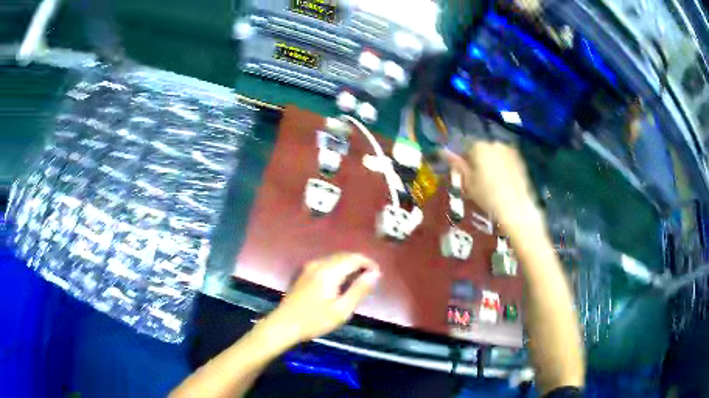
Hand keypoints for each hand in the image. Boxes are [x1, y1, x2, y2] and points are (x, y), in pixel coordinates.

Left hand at [262, 253, 379, 344]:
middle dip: (360, 263)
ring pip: (336, 258)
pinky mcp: (305, 272)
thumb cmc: (314, 320)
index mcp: (329, 271)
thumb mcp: (341, 310)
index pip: (354, 258)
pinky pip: (327, 263)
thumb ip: (359, 290)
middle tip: (371, 278)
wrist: (284, 324)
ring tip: (360, 280)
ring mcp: (310, 267)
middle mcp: (319, 264)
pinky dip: (339, 267)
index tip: (378, 275)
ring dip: (350, 264)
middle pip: (345, 255)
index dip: (369, 264)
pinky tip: (342, 281)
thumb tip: (375, 274)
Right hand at [441, 141, 542, 230]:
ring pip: (494, 154)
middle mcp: (495, 143)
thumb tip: (441, 152)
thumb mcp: (467, 182)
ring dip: (491, 163)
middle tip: (478, 180)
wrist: (515, 208)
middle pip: (481, 149)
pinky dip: (503, 167)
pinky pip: (506, 160)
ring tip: (491, 182)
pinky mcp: (520, 160)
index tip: (465, 176)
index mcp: (479, 146)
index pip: (465, 148)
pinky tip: (503, 182)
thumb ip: (456, 164)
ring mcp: (510, 151)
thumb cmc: (487, 196)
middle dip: (478, 161)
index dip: (464, 162)